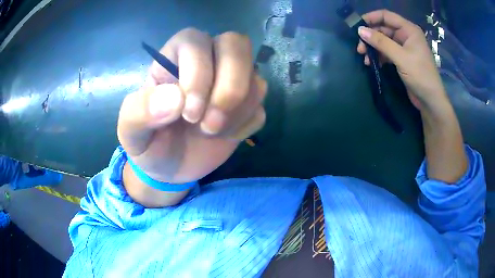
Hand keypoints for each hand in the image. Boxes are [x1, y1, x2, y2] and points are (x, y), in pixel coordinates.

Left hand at [117, 28, 266, 183]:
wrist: (169, 169)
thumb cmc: (148, 144)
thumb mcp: (131, 132)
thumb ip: (139, 111)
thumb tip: (175, 98)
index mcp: (174, 58)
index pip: (196, 41)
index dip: (198, 73)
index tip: (188, 114)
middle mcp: (207, 61)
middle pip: (236, 44)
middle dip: (229, 86)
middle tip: (210, 123)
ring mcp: (231, 83)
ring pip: (255, 77)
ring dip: (237, 111)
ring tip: (212, 132)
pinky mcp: (246, 106)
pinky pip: (260, 107)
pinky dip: (245, 125)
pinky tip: (225, 136)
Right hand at [356, 10, 448, 112]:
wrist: (430, 101)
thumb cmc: (420, 75)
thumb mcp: (401, 57)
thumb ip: (381, 42)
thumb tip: (360, 30)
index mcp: (408, 29)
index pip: (386, 16)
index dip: (371, 18)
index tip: (357, 26)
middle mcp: (406, 35)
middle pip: (383, 29)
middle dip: (370, 37)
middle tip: (360, 48)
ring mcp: (404, 47)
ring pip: (383, 41)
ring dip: (373, 47)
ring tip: (364, 57)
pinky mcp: (401, 58)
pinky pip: (386, 52)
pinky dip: (379, 56)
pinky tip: (372, 63)